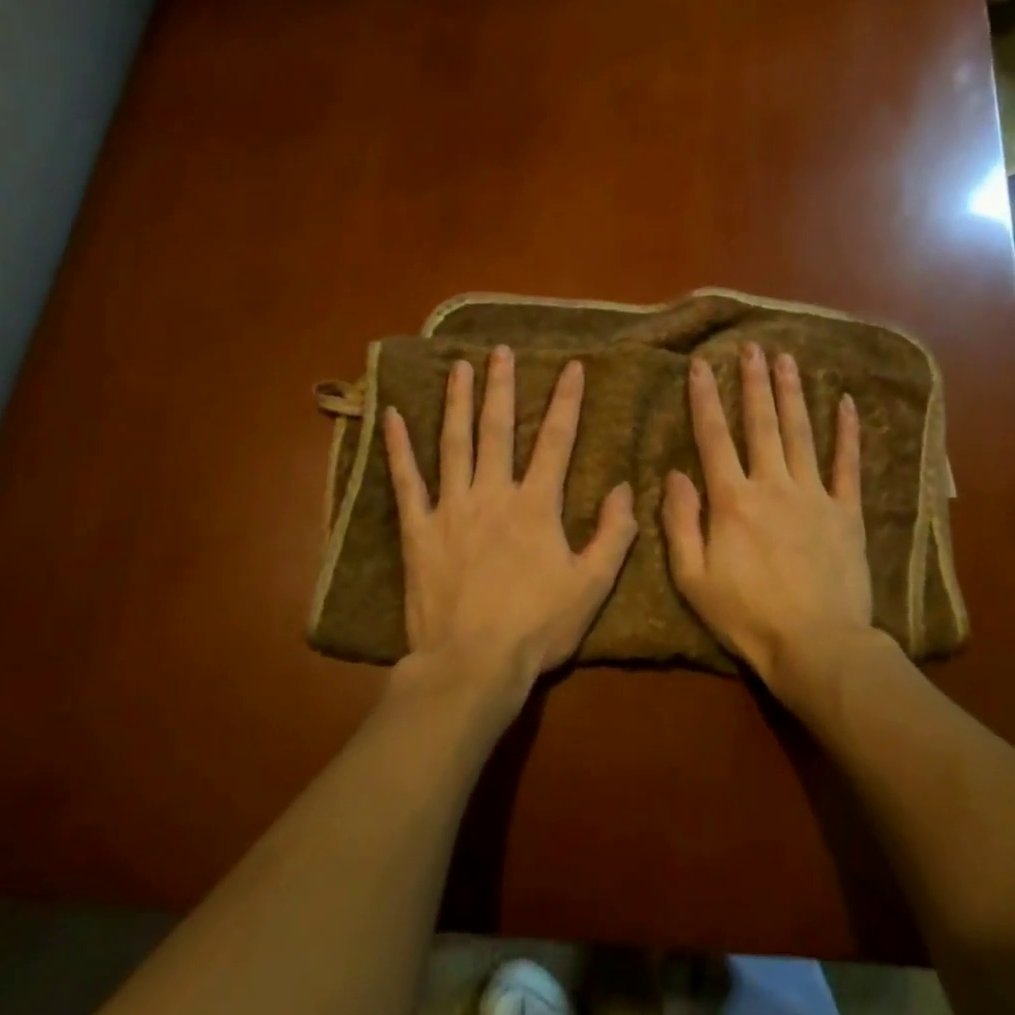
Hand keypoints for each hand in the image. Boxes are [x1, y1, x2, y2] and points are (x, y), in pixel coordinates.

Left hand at [383, 346, 637, 712]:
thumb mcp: (592, 585)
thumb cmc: (537, 626)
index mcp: (536, 505)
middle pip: (498, 429)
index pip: (556, 441)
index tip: (572, 366)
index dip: (567, 401)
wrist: (472, 663)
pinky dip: (398, 448)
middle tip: (501, 351)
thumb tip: (623, 488)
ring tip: (459, 367)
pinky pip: (407, 482)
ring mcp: (451, 509)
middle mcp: (492, 494)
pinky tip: (391, 416)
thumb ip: (614, 535)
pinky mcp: (418, 530)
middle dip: (503, 387)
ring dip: (458, 402)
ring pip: (454, 444)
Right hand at [661, 344, 874, 700]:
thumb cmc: (746, 615)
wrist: (815, 644)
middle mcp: (773, 485)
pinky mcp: (847, 512)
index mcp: (732, 500)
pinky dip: (848, 433)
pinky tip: (847, 403)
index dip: (705, 399)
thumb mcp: (692, 578)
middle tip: (752, 347)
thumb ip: (680, 522)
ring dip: (793, 394)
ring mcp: (814, 495)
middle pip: (761, 424)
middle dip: (754, 382)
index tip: (700, 365)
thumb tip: (675, 474)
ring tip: (788, 360)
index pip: (714, 437)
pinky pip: (848, 464)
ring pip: (801, 433)